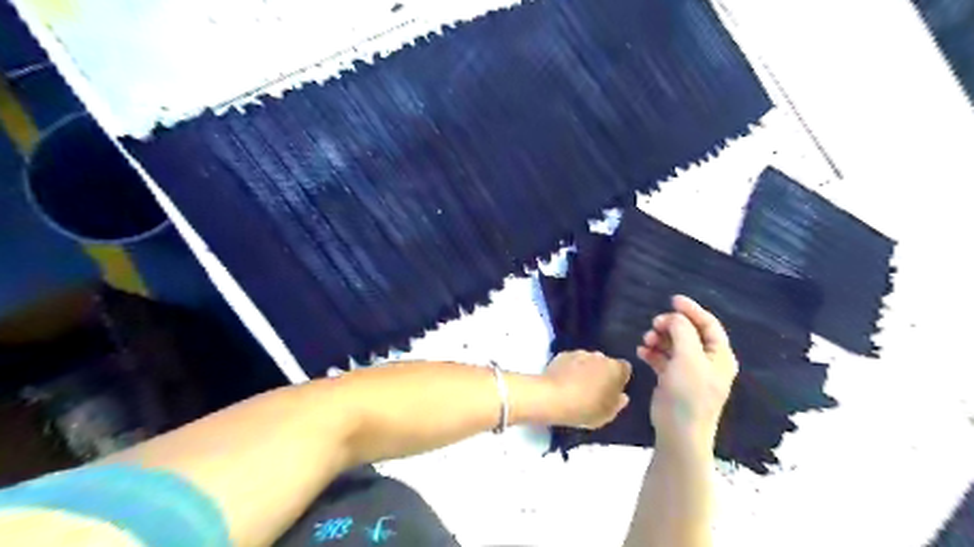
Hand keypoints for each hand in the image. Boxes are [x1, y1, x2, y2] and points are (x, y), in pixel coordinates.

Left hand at [540, 352, 632, 429]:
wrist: (552, 397)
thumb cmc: (585, 408)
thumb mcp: (607, 415)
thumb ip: (618, 404)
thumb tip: (622, 396)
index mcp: (615, 368)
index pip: (625, 369)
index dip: (620, 379)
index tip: (612, 391)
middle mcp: (599, 356)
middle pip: (605, 363)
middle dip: (602, 373)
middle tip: (594, 390)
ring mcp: (579, 353)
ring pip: (588, 360)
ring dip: (586, 369)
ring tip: (576, 386)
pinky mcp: (562, 354)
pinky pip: (571, 361)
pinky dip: (570, 368)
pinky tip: (564, 382)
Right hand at [640, 297, 738, 449]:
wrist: (679, 432)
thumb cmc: (689, 393)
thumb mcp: (688, 358)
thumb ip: (682, 331)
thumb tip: (674, 317)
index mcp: (719, 356)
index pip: (709, 324)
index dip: (692, 310)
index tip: (673, 299)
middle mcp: (706, 361)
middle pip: (689, 333)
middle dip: (671, 326)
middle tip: (655, 324)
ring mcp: (689, 371)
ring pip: (674, 345)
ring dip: (659, 339)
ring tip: (646, 341)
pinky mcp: (673, 380)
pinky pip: (663, 358)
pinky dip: (653, 353)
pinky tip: (641, 352)